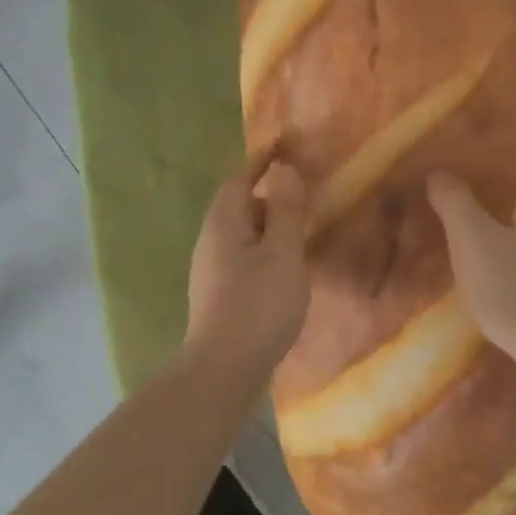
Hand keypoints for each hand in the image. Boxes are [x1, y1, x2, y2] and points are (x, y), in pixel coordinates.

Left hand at [185, 156, 309, 379]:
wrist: (224, 369)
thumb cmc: (257, 305)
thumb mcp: (282, 253)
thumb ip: (286, 210)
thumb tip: (284, 170)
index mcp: (223, 223)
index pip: (239, 178)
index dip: (261, 160)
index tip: (285, 145)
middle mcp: (211, 241)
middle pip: (239, 204)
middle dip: (269, 193)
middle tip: (304, 192)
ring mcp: (212, 270)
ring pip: (243, 233)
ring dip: (270, 224)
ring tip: (301, 228)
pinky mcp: (219, 294)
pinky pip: (245, 256)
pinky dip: (266, 249)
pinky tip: (285, 267)